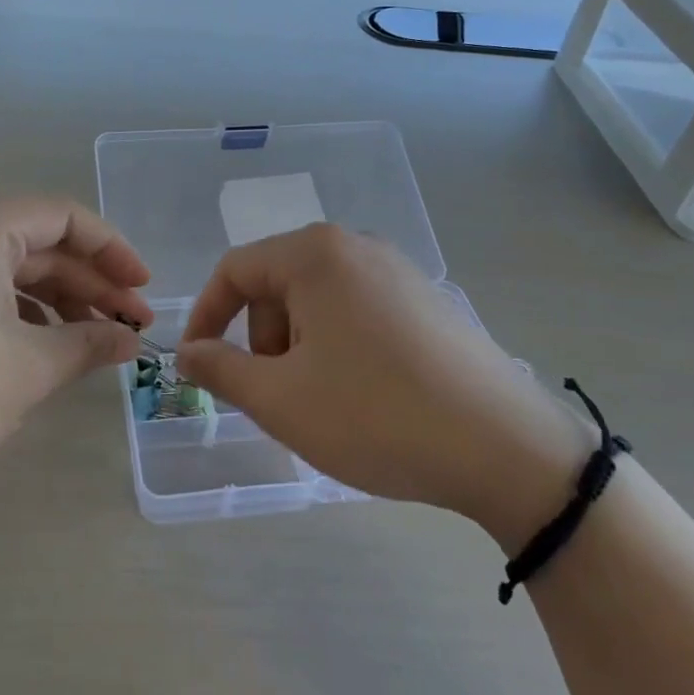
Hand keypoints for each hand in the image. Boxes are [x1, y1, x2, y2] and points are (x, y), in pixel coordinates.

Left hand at [0, 196, 152, 505]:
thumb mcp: (29, 369)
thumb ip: (88, 344)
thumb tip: (130, 341)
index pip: (64, 217)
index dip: (113, 250)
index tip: (143, 289)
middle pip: (41, 244)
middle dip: (91, 283)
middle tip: (131, 326)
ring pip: (13, 269)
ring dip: (60, 301)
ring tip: (97, 342)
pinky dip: (22, 313)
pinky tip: (47, 347)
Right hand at [176, 224, 589, 543]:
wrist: (507, 449)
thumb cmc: (375, 415)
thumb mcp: (280, 399)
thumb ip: (220, 369)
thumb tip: (187, 353)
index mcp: (314, 254)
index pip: (234, 270)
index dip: (206, 317)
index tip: (199, 366)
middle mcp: (355, 246)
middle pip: (277, 284)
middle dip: (261, 339)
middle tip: (275, 396)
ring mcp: (398, 269)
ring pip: (317, 301)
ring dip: (299, 347)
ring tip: (322, 402)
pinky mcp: (427, 299)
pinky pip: (358, 311)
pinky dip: (338, 346)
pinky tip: (364, 395)